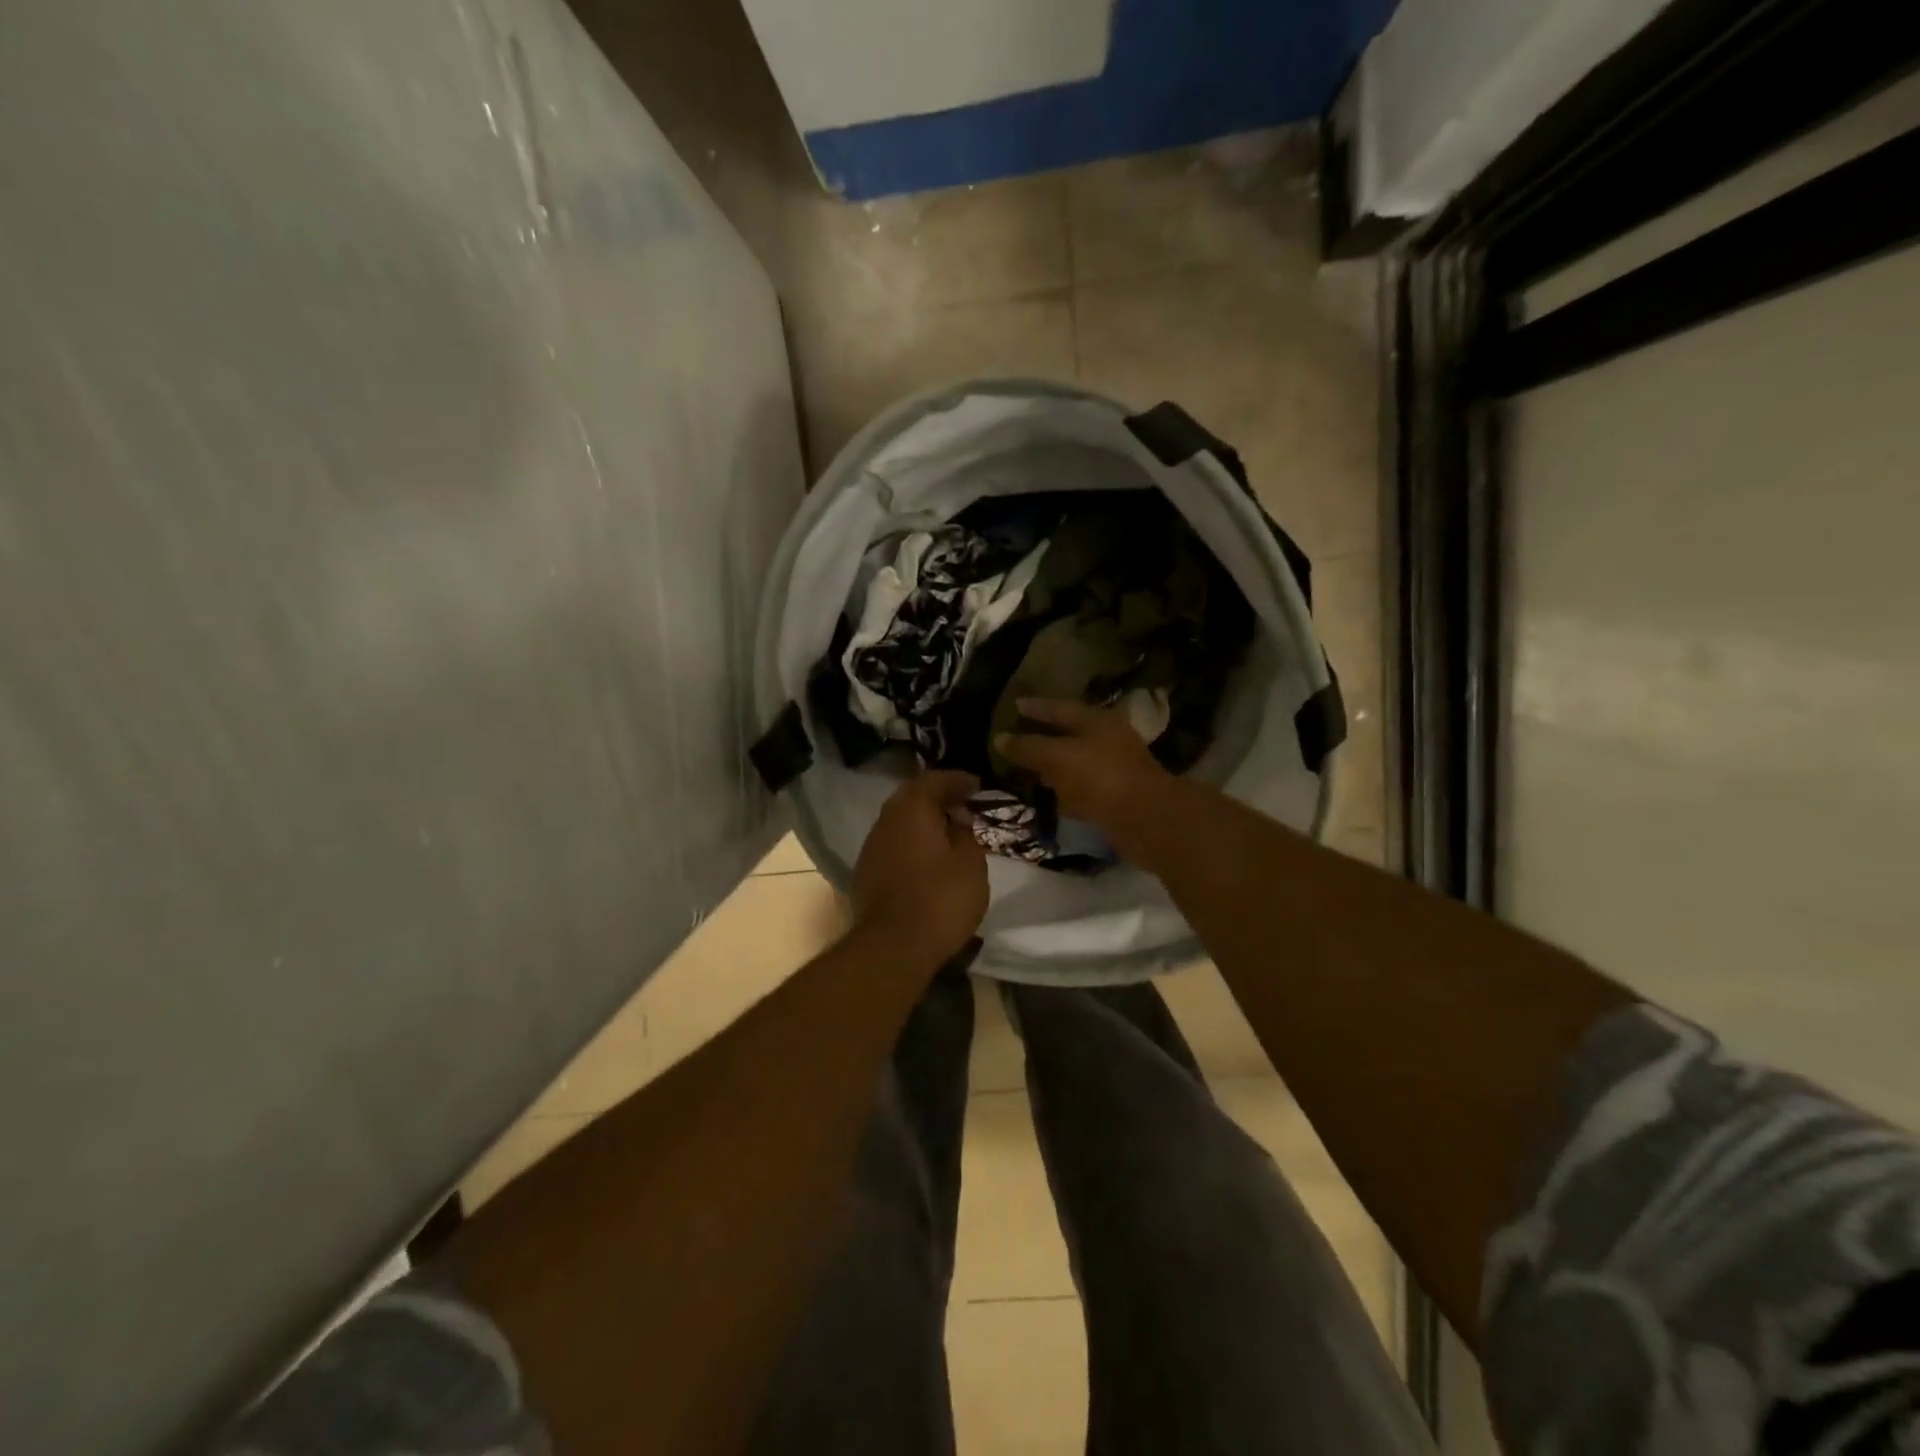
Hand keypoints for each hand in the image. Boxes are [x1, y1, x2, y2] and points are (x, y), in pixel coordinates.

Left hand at [851, 771, 989, 970]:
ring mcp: (871, 847)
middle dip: (938, 798)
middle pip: (911, 797)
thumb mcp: (970, 864)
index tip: (977, 786)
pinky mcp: (866, 872)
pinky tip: (928, 858)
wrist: (892, 947)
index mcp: (911, 809)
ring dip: (923, 822)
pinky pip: (893, 844)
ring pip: (899, 822)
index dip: (957, 780)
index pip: (934, 780)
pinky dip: (912, 843)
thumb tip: (957, 819)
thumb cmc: (940, 900)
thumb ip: (966, 834)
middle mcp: (886, 820)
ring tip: (949, 832)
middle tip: (963, 806)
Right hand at [995, 698, 1177, 860]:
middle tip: (1018, 737)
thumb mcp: (1058, 757)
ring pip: (1077, 762)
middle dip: (1045, 736)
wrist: (1147, 820)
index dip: (1036, 707)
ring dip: (1056, 766)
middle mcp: (1108, 739)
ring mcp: (1114, 769)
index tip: (1015, 705)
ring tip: (1030, 769)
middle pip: (1071, 734)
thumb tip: (1000, 738)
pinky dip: (1067, 790)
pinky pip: (1085, 788)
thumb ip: (1029, 747)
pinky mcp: (1117, 797)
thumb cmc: (1101, 778)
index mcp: (1097, 721)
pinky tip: (1053, 797)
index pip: (1060, 707)